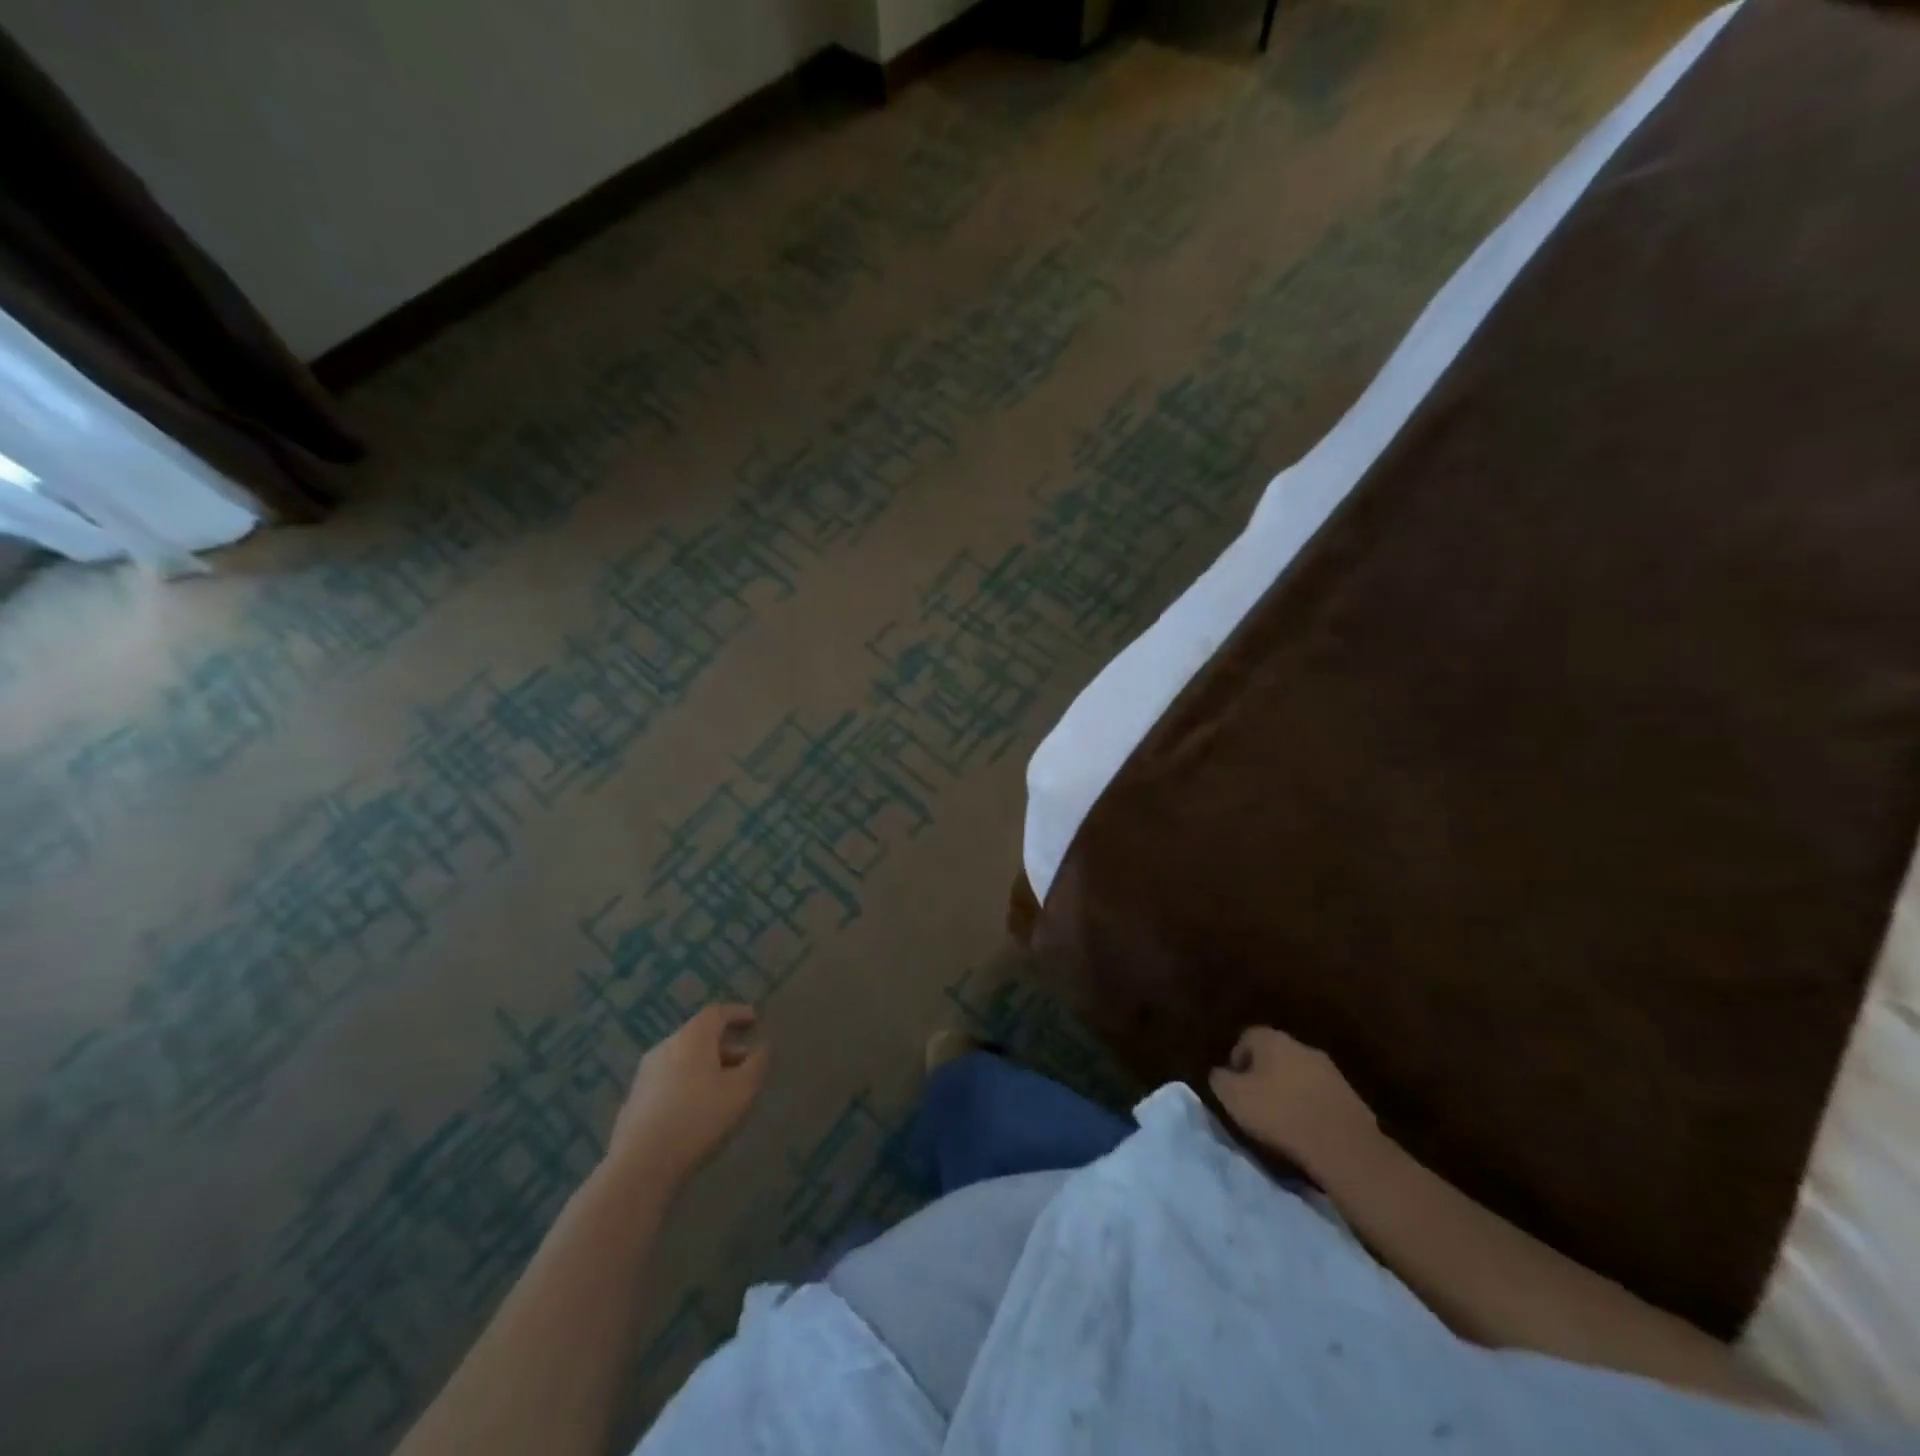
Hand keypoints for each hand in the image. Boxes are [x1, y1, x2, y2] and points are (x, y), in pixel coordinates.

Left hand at [607, 1003, 769, 1189]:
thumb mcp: (741, 1090)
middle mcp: (666, 1047)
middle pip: (699, 1036)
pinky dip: (688, 1084)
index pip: (716, 1013)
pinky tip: (697, 1109)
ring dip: (706, 1066)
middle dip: (724, 1045)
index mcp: (692, 1037)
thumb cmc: (699, 1118)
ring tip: (724, 1087)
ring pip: (683, 1059)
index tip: (755, 1019)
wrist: (640, 1165)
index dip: (737, 1013)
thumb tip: (762, 1047)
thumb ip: (756, 1064)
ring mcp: (646, 1074)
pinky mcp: (635, 1100)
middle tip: (745, 1059)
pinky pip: (669, 1080)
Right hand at [1209, 1025, 1376, 1176]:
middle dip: (1264, 1074)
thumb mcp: (1233, 1098)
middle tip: (1256, 1101)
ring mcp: (1330, 1070)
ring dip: (1290, 1090)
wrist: (1343, 1146)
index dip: (1237, 1061)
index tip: (1234, 1087)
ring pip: (1300, 1074)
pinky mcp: (1350, 1096)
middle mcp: (1301, 1046)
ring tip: (1282, 1118)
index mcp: (1271, 1040)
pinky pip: (1321, 1096)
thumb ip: (1219, 1079)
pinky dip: (1311, 1106)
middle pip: (1275, 1055)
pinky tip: (1307, 1129)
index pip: (1246, 1038)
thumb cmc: (1279, 1114)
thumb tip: (1220, 1074)